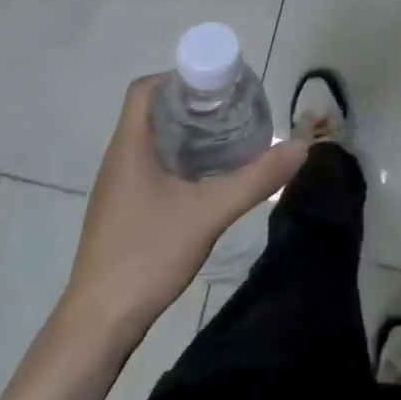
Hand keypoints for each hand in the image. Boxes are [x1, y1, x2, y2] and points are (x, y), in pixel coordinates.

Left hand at [61, 75, 308, 336]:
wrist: (100, 322)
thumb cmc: (147, 255)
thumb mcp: (209, 213)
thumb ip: (255, 179)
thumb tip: (300, 147)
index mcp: (130, 146)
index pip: (145, 89)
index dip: (179, 77)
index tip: (218, 86)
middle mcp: (119, 159)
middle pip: (153, 113)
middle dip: (193, 106)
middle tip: (234, 111)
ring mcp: (119, 187)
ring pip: (154, 143)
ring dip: (188, 135)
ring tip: (229, 139)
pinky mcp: (124, 212)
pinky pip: (153, 169)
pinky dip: (181, 162)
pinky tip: (208, 181)